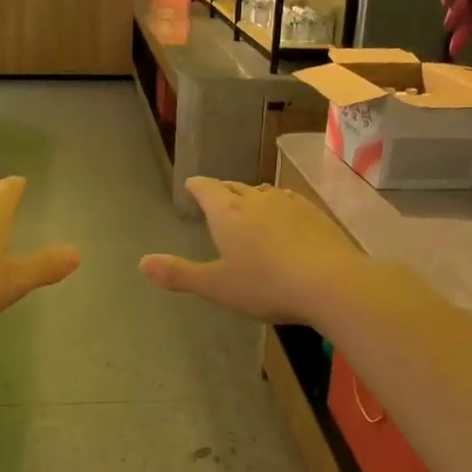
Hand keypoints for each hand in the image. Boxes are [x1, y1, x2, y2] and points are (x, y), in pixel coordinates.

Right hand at [140, 178, 366, 324]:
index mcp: (228, 213)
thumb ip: (180, 274)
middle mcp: (257, 200)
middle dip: (223, 191)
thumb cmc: (265, 285)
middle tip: (216, 196)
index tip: (192, 185)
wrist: (329, 282)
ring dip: (253, 196)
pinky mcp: (315, 214)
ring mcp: (289, 204)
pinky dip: (280, 207)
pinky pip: (290, 202)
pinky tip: (285, 219)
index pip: (207, 189)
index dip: (197, 187)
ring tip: (249, 205)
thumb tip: (142, 263)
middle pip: (235, 187)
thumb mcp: (217, 286)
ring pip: (264, 192)